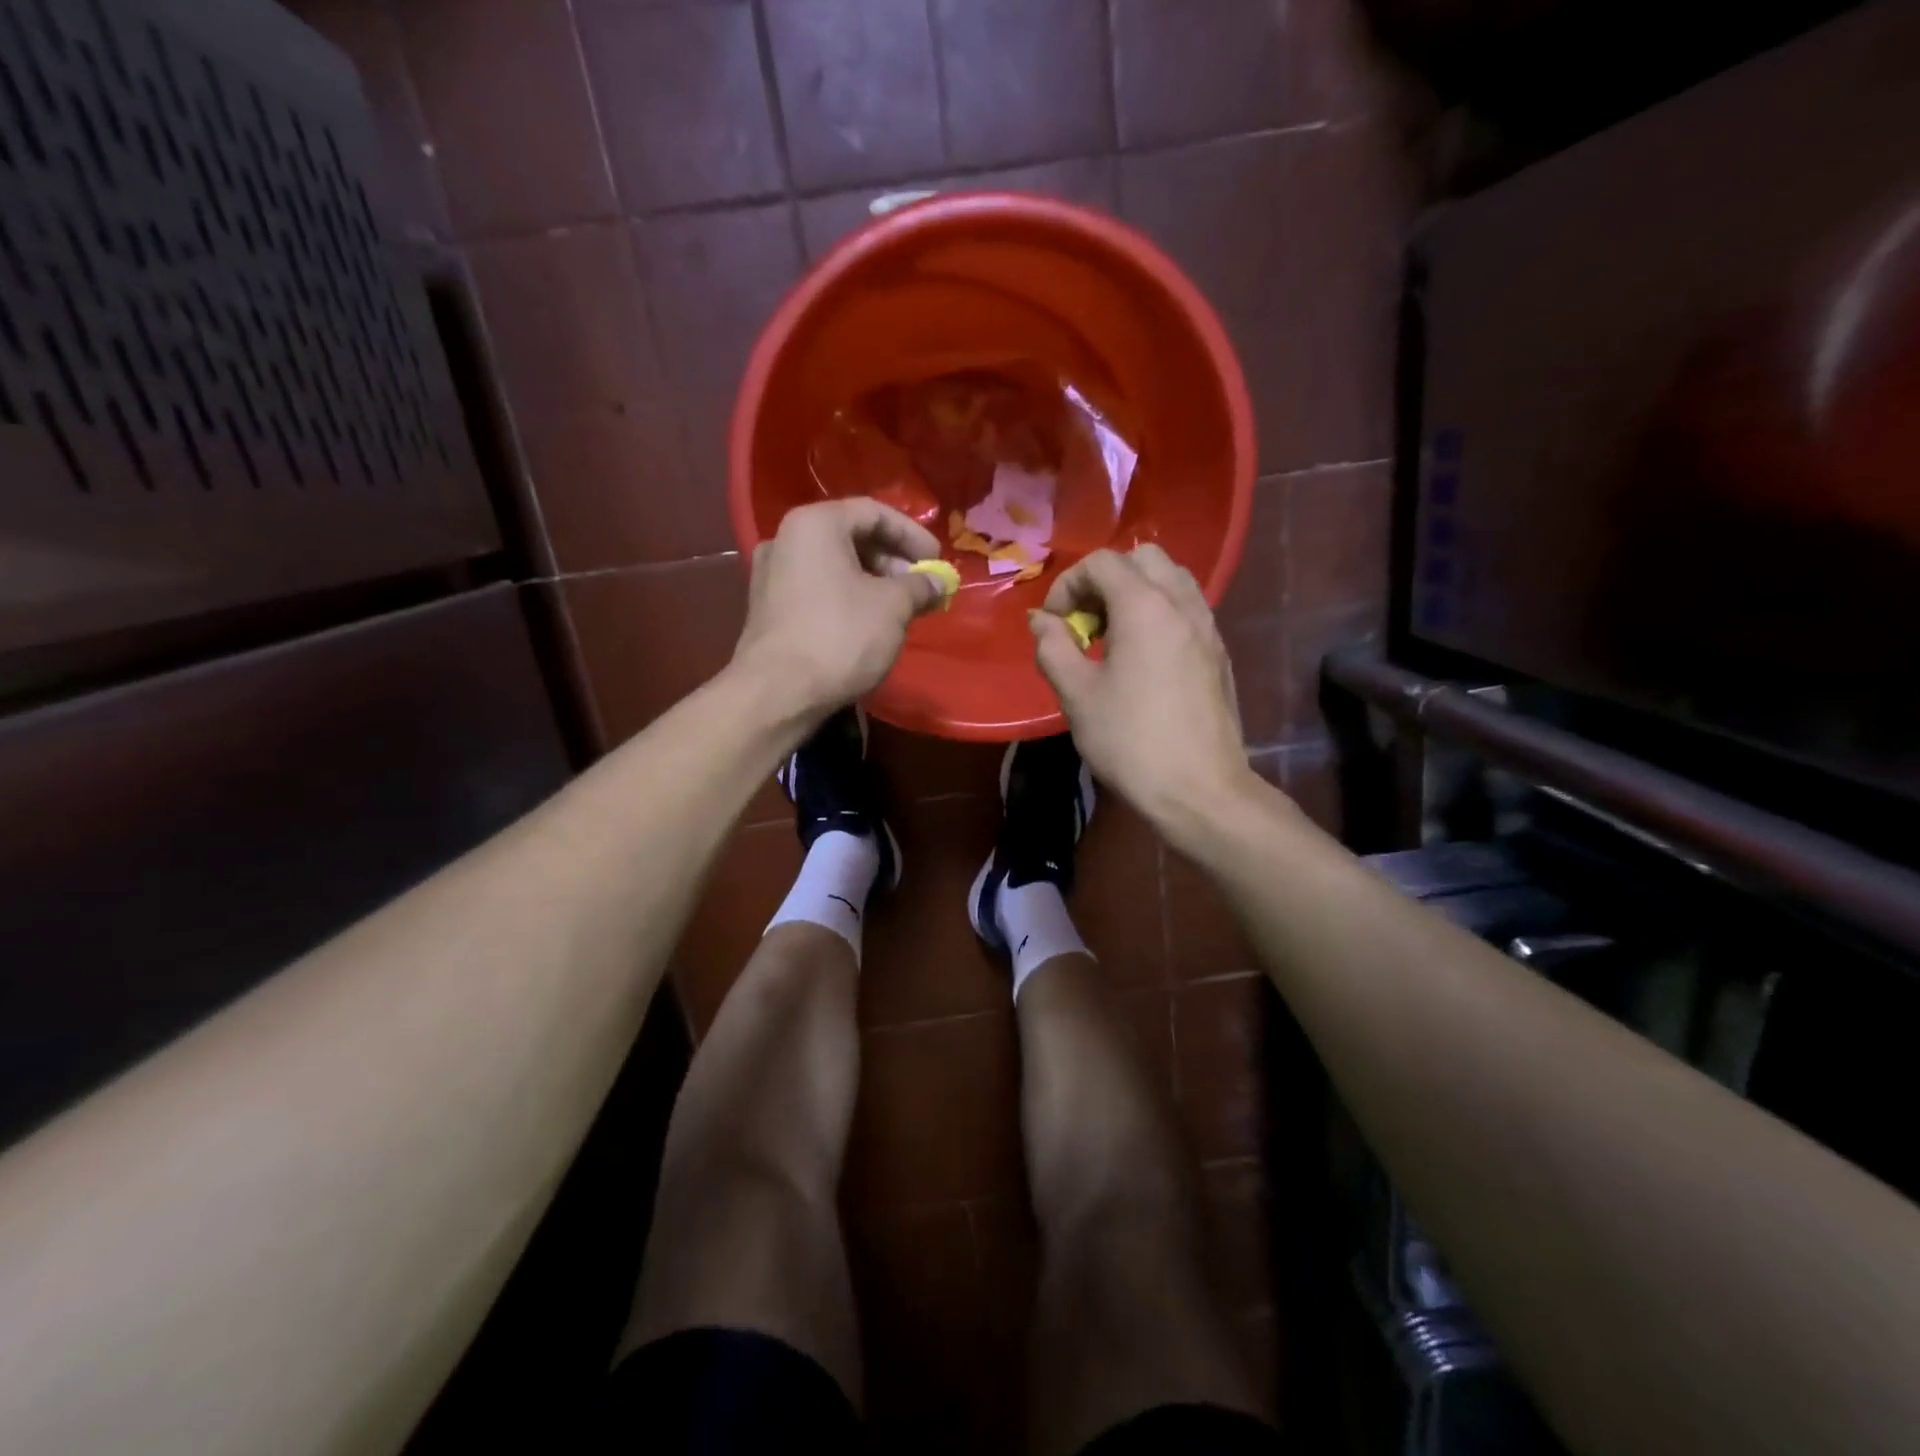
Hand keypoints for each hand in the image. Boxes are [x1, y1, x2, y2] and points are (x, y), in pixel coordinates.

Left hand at [731, 498, 945, 723]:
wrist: (778, 692)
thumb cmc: (840, 636)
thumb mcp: (893, 607)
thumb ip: (920, 586)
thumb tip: (938, 582)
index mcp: (815, 524)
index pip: (874, 512)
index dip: (912, 535)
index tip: (936, 561)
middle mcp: (786, 539)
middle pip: (851, 537)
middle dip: (892, 561)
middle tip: (920, 587)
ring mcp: (772, 574)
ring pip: (834, 566)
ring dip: (873, 581)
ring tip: (900, 609)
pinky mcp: (769, 608)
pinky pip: (818, 589)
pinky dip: (848, 597)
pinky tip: (868, 624)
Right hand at [1030, 545, 1253, 835]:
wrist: (1200, 790)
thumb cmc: (1131, 741)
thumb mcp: (1077, 695)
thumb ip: (1053, 647)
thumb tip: (1041, 620)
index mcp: (1145, 607)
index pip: (1102, 563)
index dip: (1068, 585)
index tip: (1054, 624)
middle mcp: (1182, 604)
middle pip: (1142, 559)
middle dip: (1105, 580)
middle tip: (1085, 622)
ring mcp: (1208, 627)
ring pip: (1170, 580)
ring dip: (1134, 594)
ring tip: (1112, 637)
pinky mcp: (1218, 652)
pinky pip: (1186, 609)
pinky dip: (1158, 613)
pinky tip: (1141, 658)